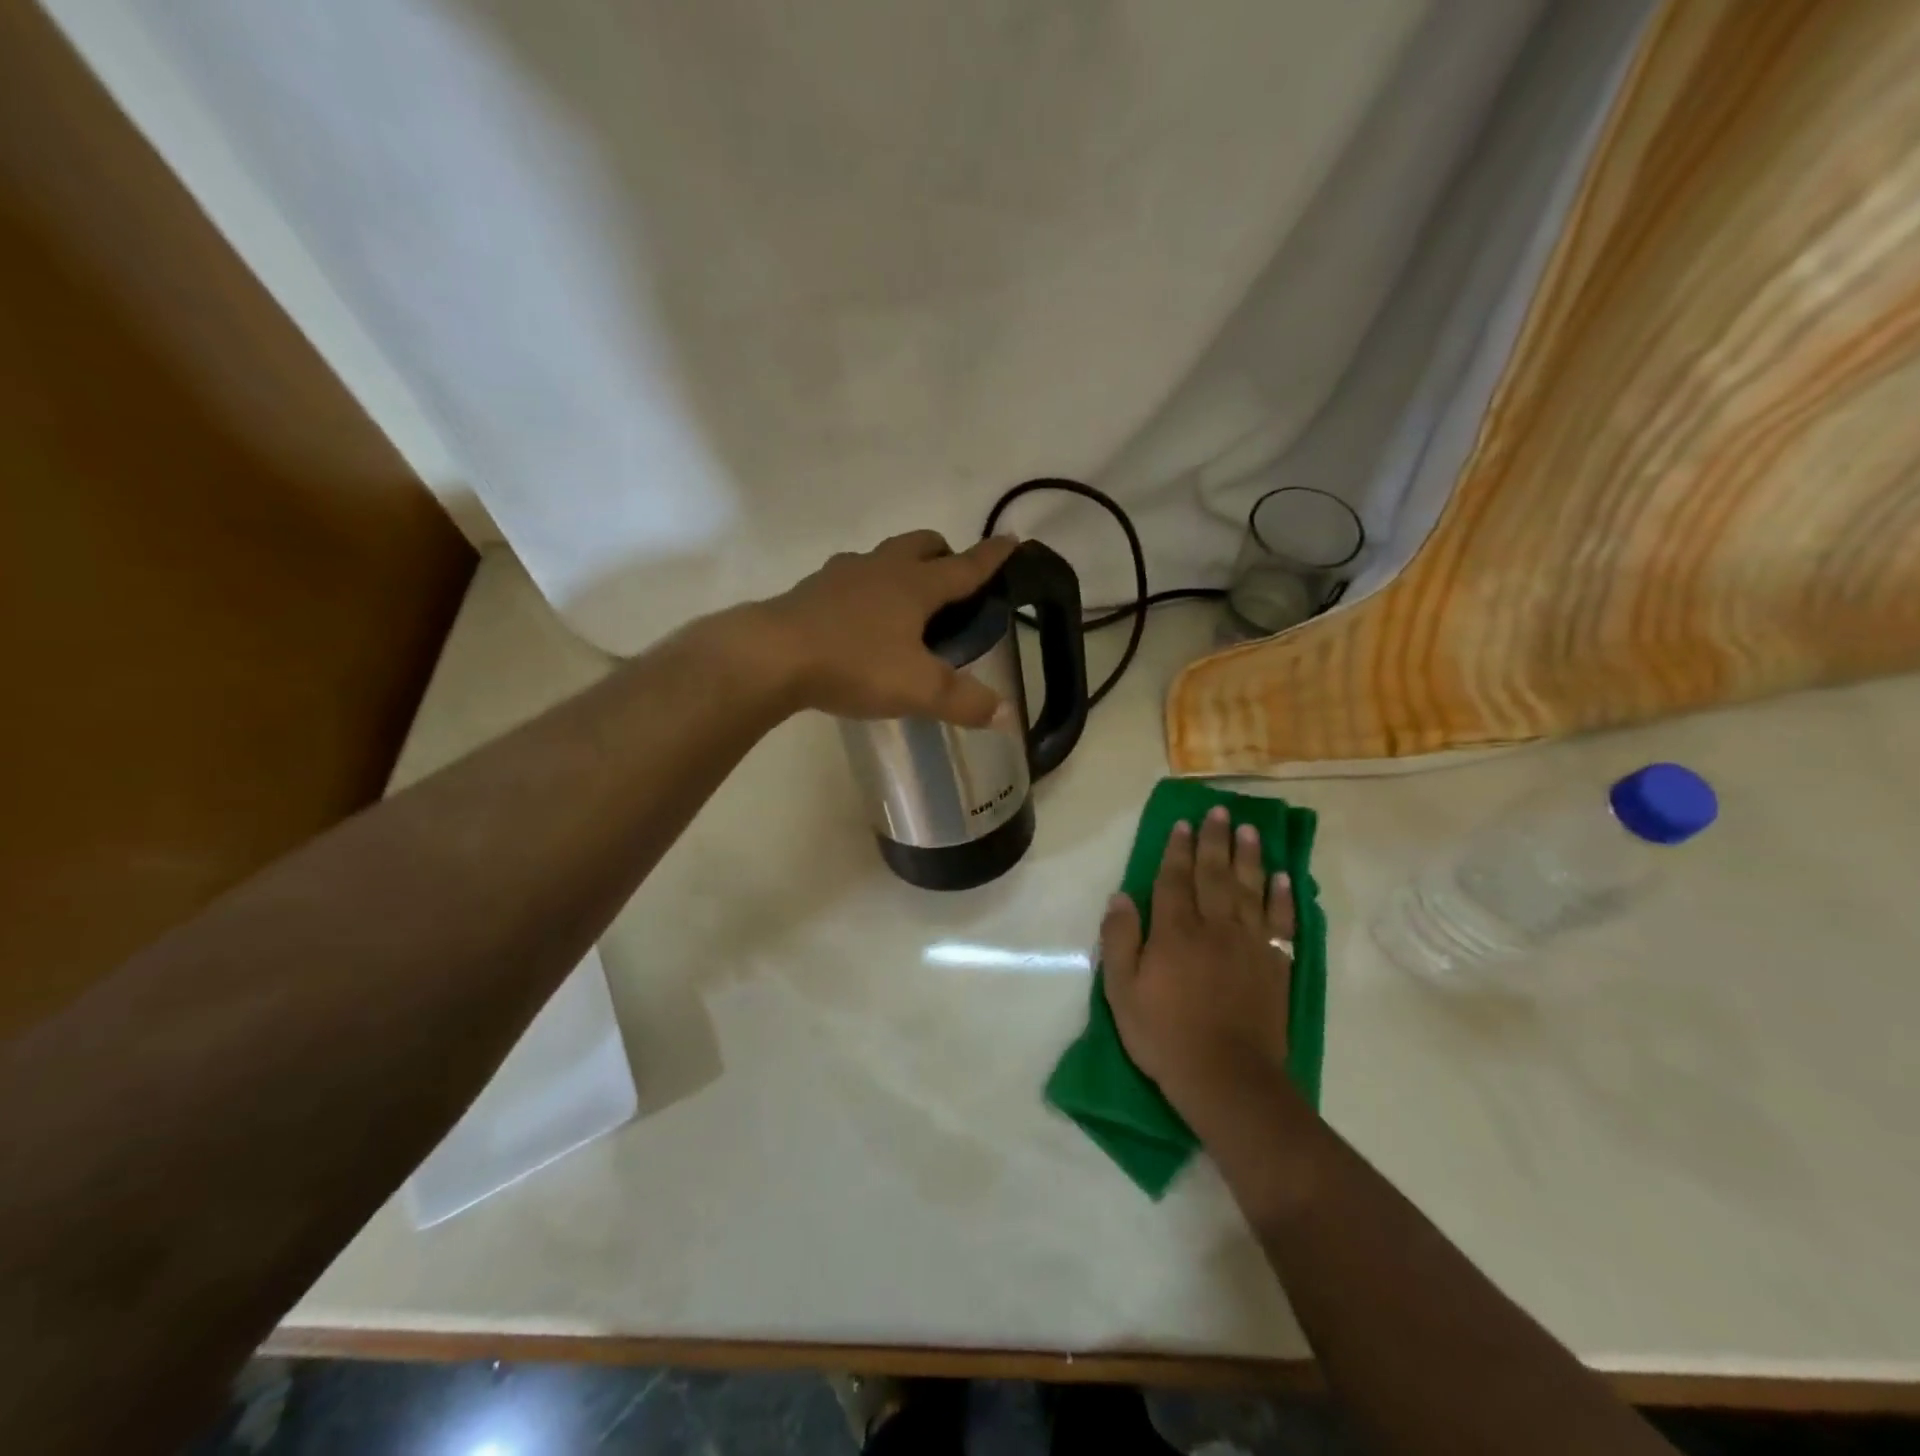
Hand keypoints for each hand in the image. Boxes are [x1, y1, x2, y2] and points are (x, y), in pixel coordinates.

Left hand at [754, 530, 1018, 724]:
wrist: (772, 656)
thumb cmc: (855, 664)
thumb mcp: (919, 690)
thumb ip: (965, 702)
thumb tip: (1008, 716)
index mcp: (916, 585)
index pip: (966, 566)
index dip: (992, 556)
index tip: (1012, 539)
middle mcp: (882, 568)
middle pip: (922, 544)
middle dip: (944, 554)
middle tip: (952, 582)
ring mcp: (842, 574)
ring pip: (883, 557)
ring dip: (901, 568)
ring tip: (905, 604)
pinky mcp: (812, 590)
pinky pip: (850, 578)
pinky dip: (866, 589)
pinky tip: (859, 620)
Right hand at [1101, 806, 1294, 1111]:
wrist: (1226, 1077)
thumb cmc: (1165, 1035)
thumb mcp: (1122, 991)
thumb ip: (1119, 939)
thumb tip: (1120, 896)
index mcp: (1174, 931)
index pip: (1174, 879)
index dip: (1177, 849)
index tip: (1182, 823)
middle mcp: (1214, 927)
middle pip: (1214, 874)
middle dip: (1214, 840)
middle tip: (1219, 811)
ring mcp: (1249, 943)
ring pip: (1249, 888)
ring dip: (1249, 856)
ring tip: (1249, 829)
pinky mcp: (1275, 964)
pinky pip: (1280, 921)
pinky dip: (1283, 897)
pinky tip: (1283, 877)